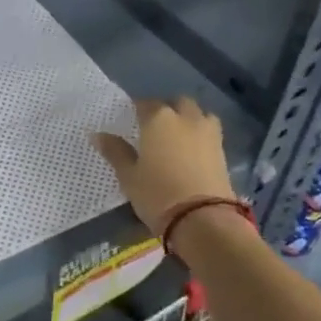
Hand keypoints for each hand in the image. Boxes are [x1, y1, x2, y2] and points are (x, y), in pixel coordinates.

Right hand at [92, 97, 236, 236]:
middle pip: (176, 103)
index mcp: (158, 119)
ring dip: (188, 118)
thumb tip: (98, 135)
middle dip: (166, 109)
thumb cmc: (156, 194)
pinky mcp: (222, 149)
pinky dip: (200, 135)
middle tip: (154, 127)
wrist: (201, 217)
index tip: (131, 120)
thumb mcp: (129, 176)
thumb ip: (115, 152)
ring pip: (198, 114)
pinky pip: (209, 132)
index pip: (144, 104)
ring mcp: (208, 132)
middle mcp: (185, 117)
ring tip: (177, 136)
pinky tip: (191, 151)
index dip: (137, 110)